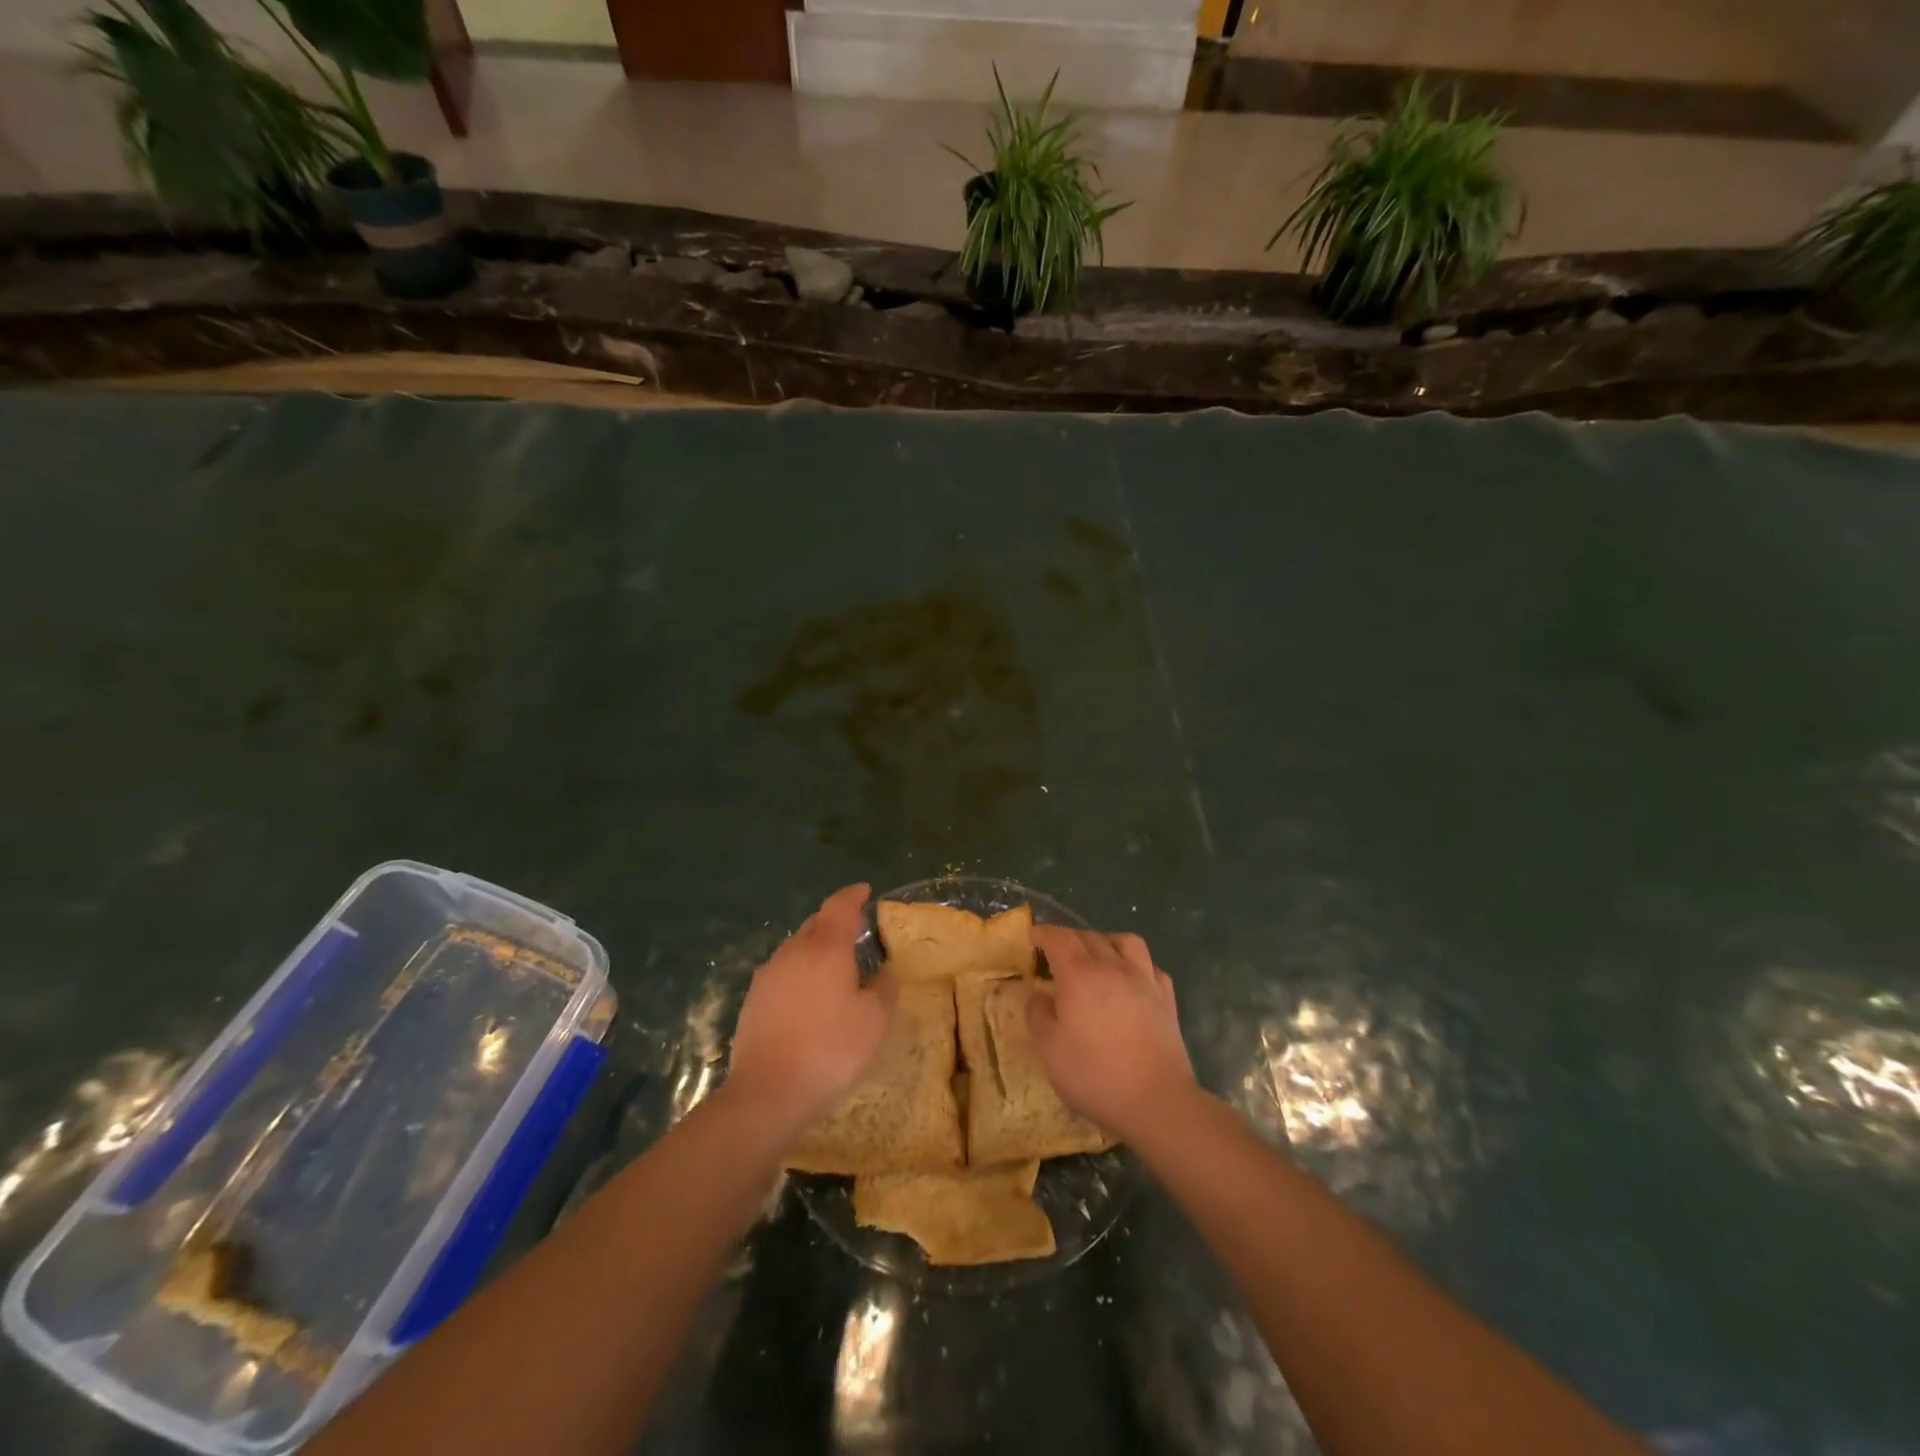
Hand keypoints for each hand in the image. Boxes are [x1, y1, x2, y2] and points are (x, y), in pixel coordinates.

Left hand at [727, 884, 895, 1132]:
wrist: (767, 1091)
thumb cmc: (830, 1049)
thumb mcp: (874, 1021)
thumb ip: (884, 989)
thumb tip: (885, 974)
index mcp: (826, 948)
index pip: (839, 906)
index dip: (853, 895)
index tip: (865, 891)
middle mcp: (794, 951)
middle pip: (816, 923)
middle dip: (835, 920)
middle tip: (854, 930)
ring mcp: (769, 974)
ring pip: (796, 947)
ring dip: (816, 946)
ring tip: (833, 965)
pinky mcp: (753, 999)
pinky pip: (782, 971)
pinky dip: (799, 971)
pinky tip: (808, 995)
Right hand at [1028, 925, 1195, 1144]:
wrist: (1157, 1101)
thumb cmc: (1095, 1075)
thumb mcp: (1050, 1050)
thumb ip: (1038, 1015)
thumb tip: (1037, 994)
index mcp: (1080, 974)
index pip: (1059, 938)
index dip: (1043, 932)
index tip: (1032, 935)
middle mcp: (1113, 967)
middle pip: (1089, 936)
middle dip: (1069, 938)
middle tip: (1056, 953)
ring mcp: (1144, 980)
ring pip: (1126, 941)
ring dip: (1106, 941)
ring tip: (1097, 956)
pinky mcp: (1166, 999)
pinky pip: (1150, 966)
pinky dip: (1136, 964)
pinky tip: (1130, 979)